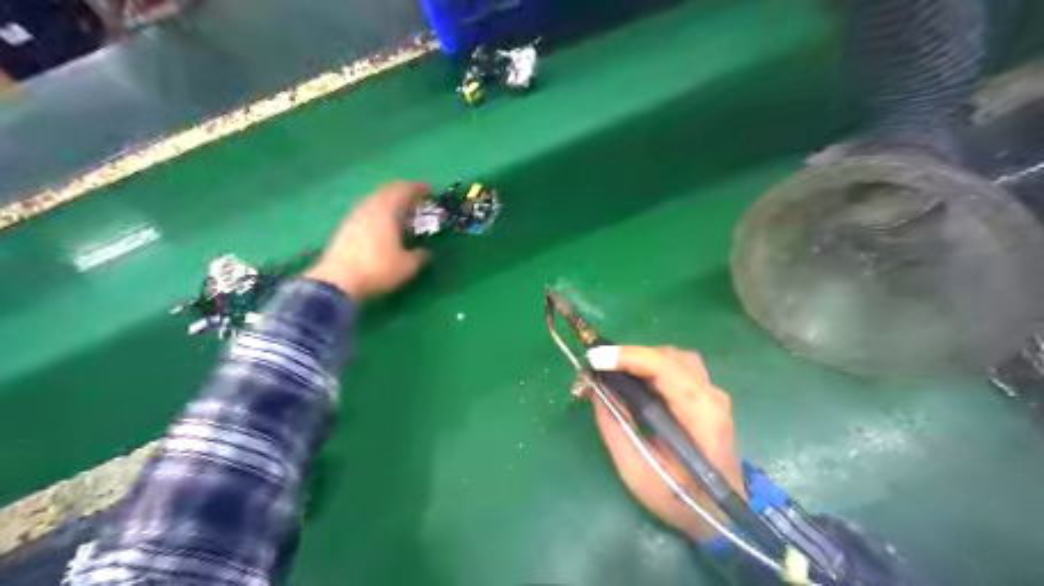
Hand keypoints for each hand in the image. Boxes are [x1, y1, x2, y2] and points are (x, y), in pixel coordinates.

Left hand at [305, 180, 430, 298]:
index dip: (419, 189)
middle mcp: (369, 206)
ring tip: (401, 219)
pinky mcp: (344, 228)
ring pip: (375, 202)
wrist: (337, 281)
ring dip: (390, 205)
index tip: (430, 194)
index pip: (405, 189)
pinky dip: (379, 215)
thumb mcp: (408, 266)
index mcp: (387, 209)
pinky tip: (383, 230)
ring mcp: (354, 216)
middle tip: (417, 205)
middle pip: (388, 191)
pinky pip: (366, 213)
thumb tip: (426, 253)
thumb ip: (421, 256)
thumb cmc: (378, 269)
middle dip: (404, 195)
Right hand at [586, 345, 740, 541]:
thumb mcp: (636, 470)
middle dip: (631, 357)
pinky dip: (652, 367)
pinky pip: (678, 368)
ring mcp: (713, 394)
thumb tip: (596, 389)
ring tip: (615, 373)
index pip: (665, 367)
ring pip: (675, 358)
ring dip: (642, 360)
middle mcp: (712, 396)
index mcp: (701, 414)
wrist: (719, 515)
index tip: (594, 359)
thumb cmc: (678, 499)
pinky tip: (635, 381)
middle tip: (598, 368)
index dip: (628, 357)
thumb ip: (615, 427)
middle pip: (669, 357)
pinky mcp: (707, 397)